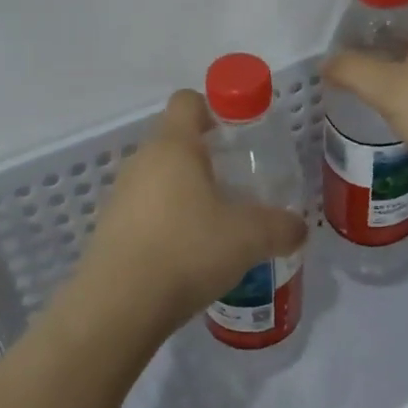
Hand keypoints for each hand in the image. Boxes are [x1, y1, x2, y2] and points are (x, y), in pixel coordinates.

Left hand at [76, 91, 307, 337]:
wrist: (118, 307)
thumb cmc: (187, 250)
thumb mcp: (249, 238)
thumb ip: (280, 226)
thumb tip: (299, 227)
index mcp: (174, 146)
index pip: (188, 101)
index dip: (214, 109)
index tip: (238, 135)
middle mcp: (141, 161)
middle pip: (174, 141)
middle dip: (206, 158)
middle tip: (236, 186)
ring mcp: (120, 195)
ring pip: (158, 178)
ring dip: (184, 193)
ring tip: (214, 226)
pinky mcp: (109, 229)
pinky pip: (144, 211)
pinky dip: (165, 222)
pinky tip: (187, 255)